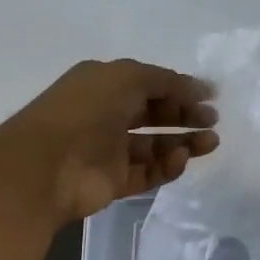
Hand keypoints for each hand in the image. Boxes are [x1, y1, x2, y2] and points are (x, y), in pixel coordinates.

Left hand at [0, 59, 218, 223]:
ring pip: (155, 145)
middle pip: (154, 114)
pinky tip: (182, 158)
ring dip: (184, 142)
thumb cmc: (85, 110)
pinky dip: (167, 166)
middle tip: (212, 120)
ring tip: (211, 142)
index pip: (149, 84)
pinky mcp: (114, 182)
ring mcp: (110, 150)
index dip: (180, 88)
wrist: (46, 165)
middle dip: (185, 115)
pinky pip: (148, 173)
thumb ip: (166, 81)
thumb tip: (199, 89)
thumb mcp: (128, 77)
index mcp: (104, 84)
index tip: (212, 96)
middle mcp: (107, 115)